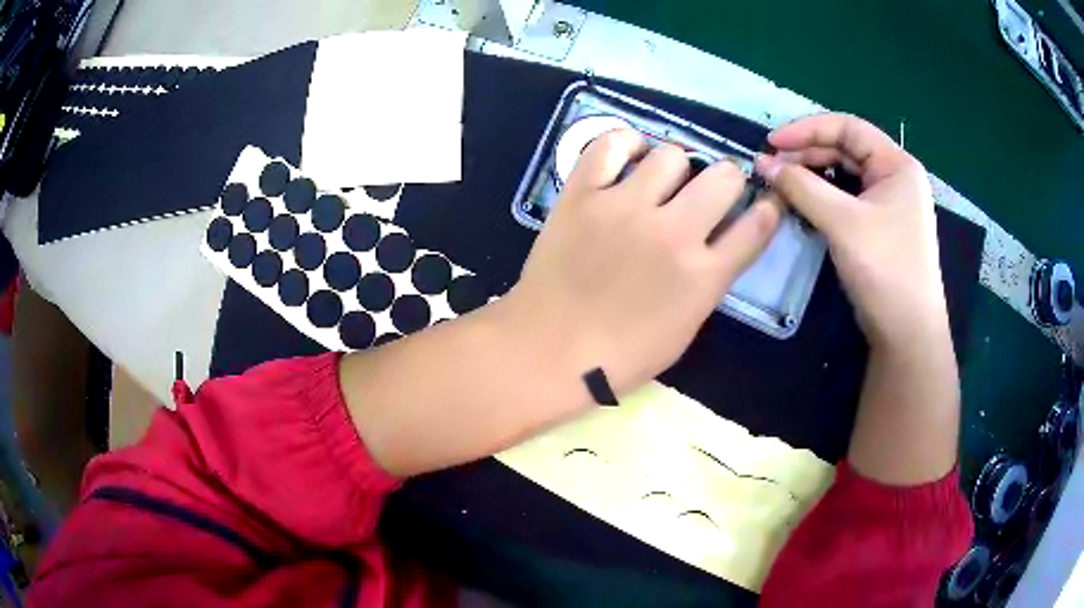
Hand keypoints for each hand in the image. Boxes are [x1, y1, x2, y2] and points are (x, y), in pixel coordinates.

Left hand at [505, 129, 781, 395]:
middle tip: (708, 192)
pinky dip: (624, 145)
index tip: (764, 201)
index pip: (756, 226)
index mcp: (703, 275)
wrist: (547, 350)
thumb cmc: (619, 356)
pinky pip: (610, 144)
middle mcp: (673, 232)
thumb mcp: (683, 329)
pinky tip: (627, 159)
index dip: (768, 208)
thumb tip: (716, 244)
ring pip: (672, 154)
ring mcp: (625, 207)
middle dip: (726, 179)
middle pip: (723, 175)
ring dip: (676, 166)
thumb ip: (708, 282)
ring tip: (661, 181)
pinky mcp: (582, 194)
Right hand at [755, 114, 949, 349]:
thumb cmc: (885, 268)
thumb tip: (764, 163)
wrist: (906, 331)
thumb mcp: (842, 222)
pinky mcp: (878, 225)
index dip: (808, 129)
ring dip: (811, 175)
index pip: (848, 127)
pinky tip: (801, 202)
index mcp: (896, 164)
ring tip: (780, 182)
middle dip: (807, 153)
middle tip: (771, 166)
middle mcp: (894, 176)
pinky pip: (846, 198)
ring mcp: (887, 202)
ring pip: (844, 174)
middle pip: (845, 149)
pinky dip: (822, 197)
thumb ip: (803, 187)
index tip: (773, 142)